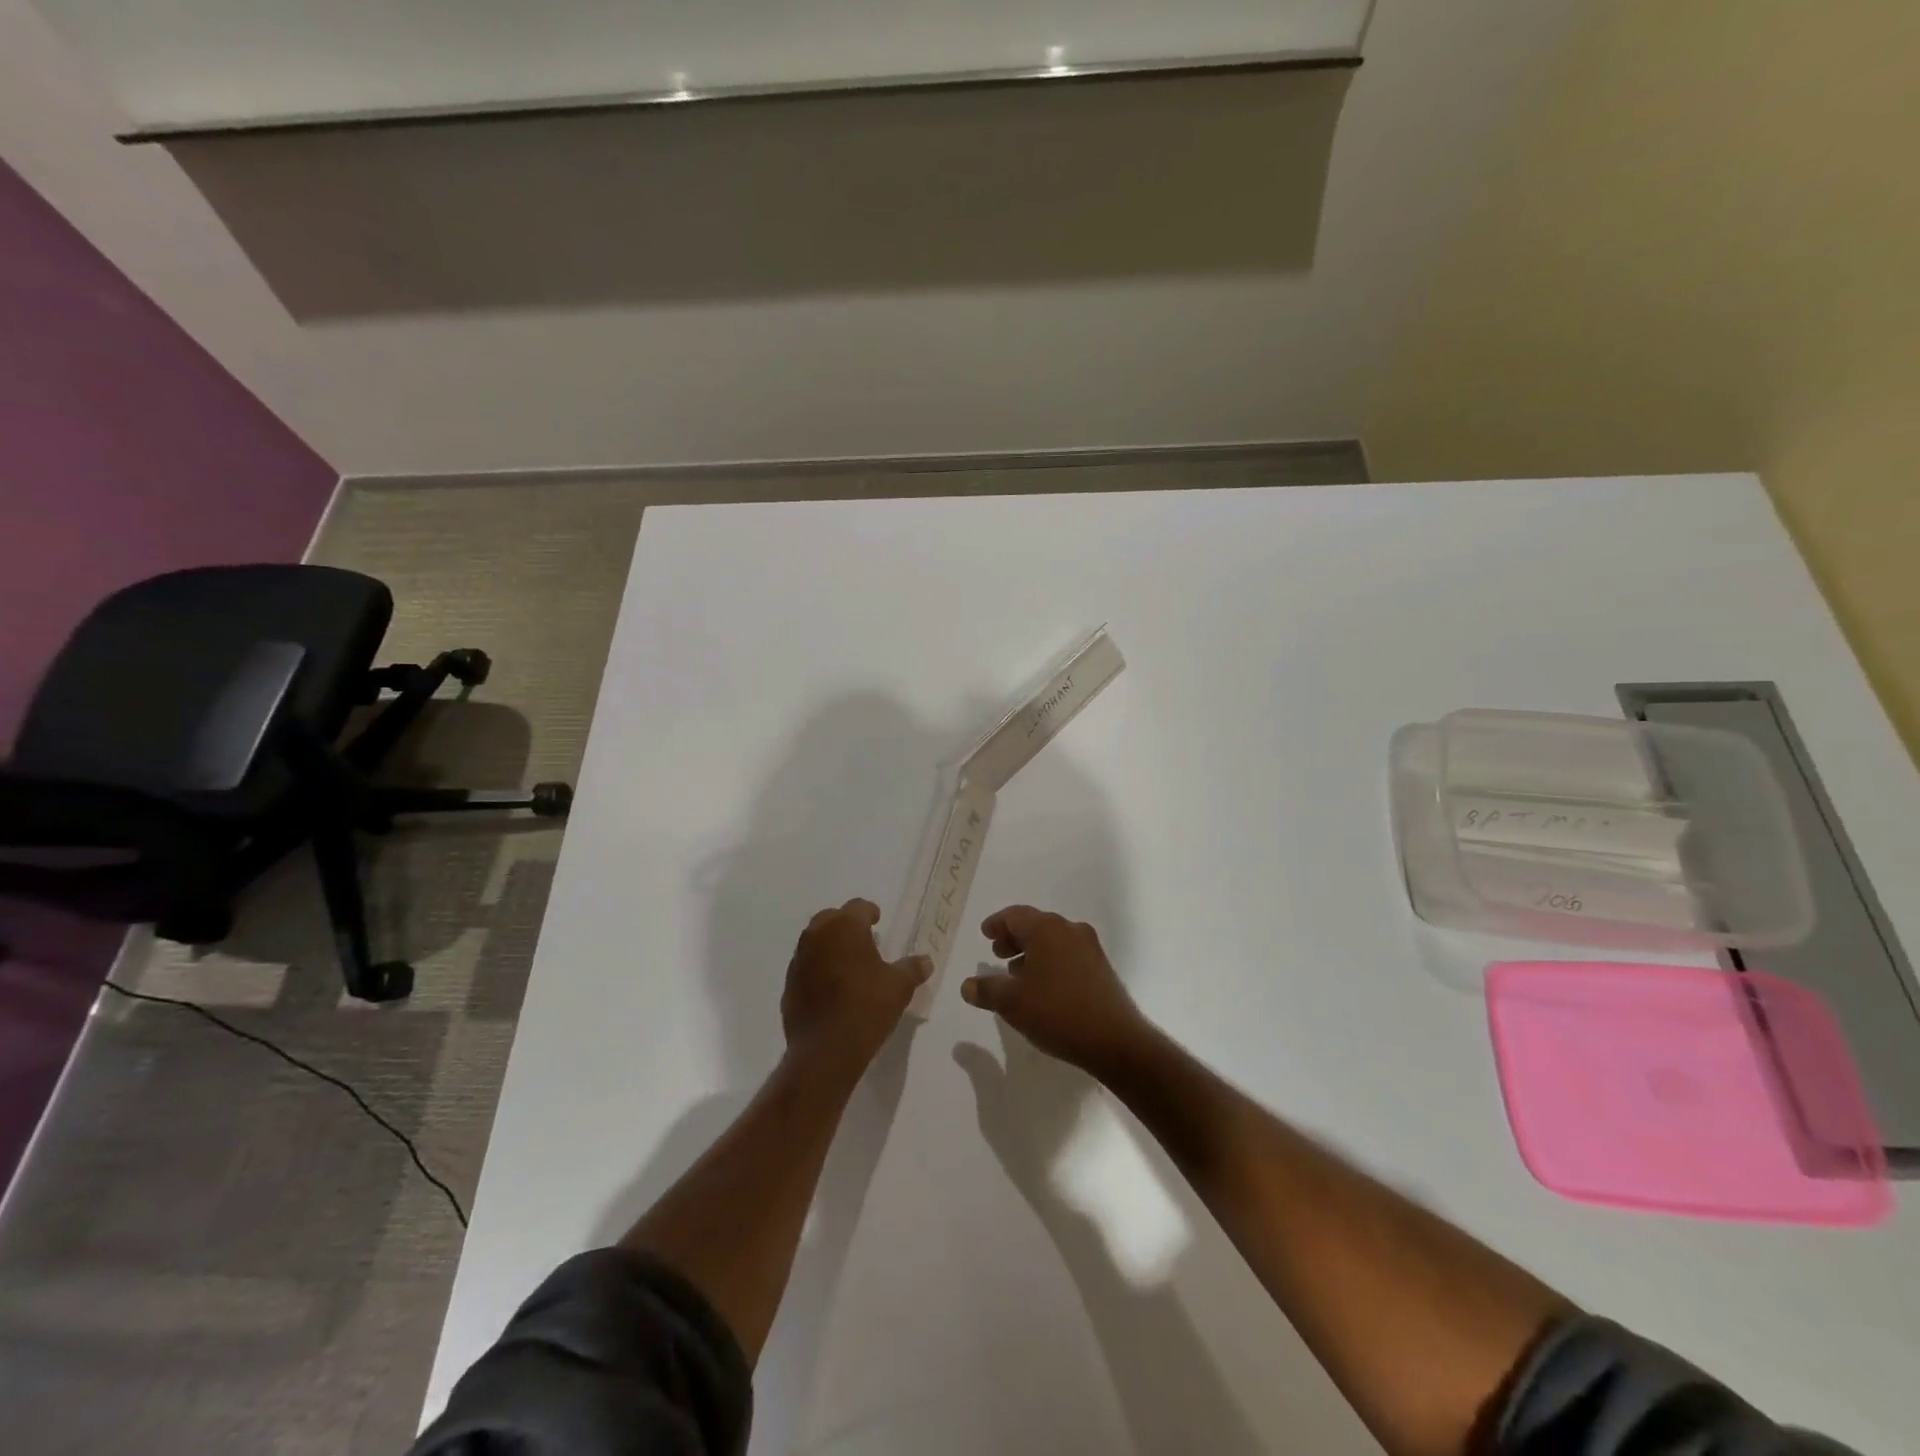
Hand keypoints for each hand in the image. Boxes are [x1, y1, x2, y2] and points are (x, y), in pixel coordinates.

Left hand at [781, 899, 929, 1071]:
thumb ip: (912, 968)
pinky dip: (819, 968)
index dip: (870, 912)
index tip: (878, 921)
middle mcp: (817, 935)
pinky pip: (806, 966)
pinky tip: (833, 987)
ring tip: (849, 964)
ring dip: (831, 946)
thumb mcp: (899, 987)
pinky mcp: (789, 984)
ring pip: (816, 941)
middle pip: (832, 918)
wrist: (825, 1051)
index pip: (858, 906)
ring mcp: (799, 960)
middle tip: (864, 940)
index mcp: (845, 927)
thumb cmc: (867, 1008)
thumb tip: (926, 961)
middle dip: (847, 925)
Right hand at [961, 906, 1154, 1078]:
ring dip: (1032, 951)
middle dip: (1014, 938)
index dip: (997, 924)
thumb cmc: (1057, 1012)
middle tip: (997, 954)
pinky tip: (1043, 987)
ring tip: (1017, 973)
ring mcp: (1089, 948)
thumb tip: (967, 985)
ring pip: (1053, 940)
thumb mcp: (1012, 1003)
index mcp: (1046, 929)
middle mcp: (1069, 930)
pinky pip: (1067, 954)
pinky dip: (1049, 961)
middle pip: (1035, 924)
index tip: (985, 934)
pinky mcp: (1101, 967)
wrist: (1115, 1040)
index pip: (1015, 915)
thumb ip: (986, 990)